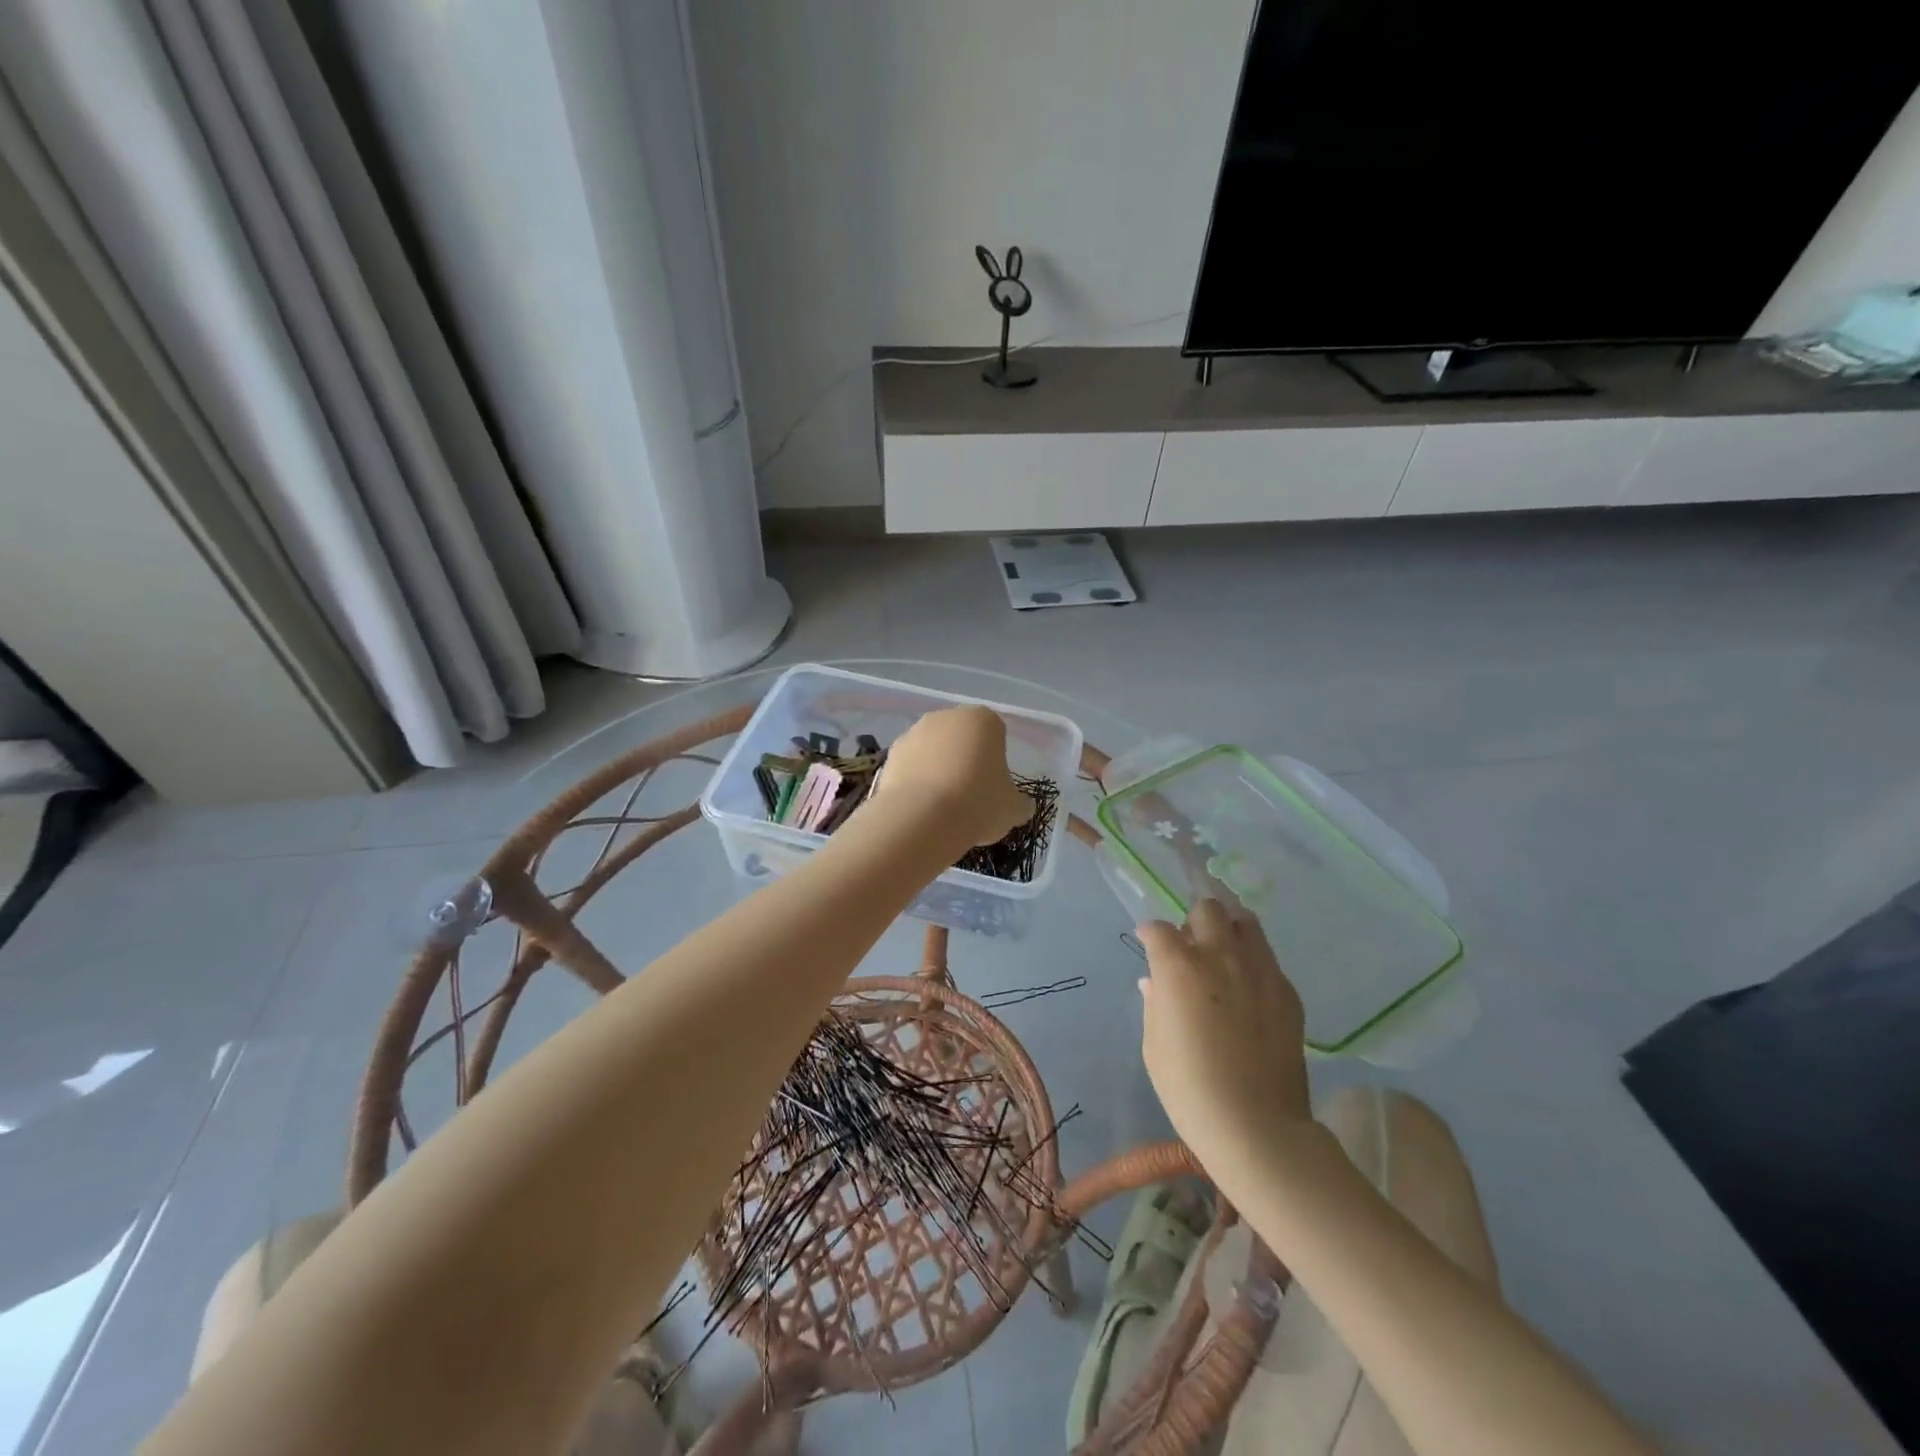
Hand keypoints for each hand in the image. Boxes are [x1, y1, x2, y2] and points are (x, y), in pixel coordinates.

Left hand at [875, 705, 1032, 848]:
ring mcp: (914, 732)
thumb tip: (1022, 806)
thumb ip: (1019, 803)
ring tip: (943, 807)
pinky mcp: (890, 755)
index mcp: (983, 719)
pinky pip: (911, 767)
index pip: (996, 732)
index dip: (996, 759)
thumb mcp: (1012, 809)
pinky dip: (916, 782)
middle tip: (970, 795)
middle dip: (965, 760)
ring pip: (933, 751)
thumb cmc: (978, 804)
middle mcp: (946, 717)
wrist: (922, 818)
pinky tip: (922, 808)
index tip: (994, 785)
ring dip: (938, 770)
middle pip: (961, 738)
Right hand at [1138, 900, 1312, 1189]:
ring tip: (1223, 954)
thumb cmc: (1189, 1088)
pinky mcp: (1287, 992)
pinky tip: (1248, 990)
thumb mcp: (1155, 1045)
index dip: (1151, 934)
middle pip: (1207, 909)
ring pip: (1246, 922)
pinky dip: (1253, 962)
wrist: (1257, 1127)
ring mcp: (1260, 970)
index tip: (1149, 944)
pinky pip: (1268, 959)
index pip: (1159, 929)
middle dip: (1193, 920)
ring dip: (1228, 930)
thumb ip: (1155, 1003)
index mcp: (1179, 967)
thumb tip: (1155, 983)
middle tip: (1190, 946)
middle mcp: (1220, 956)